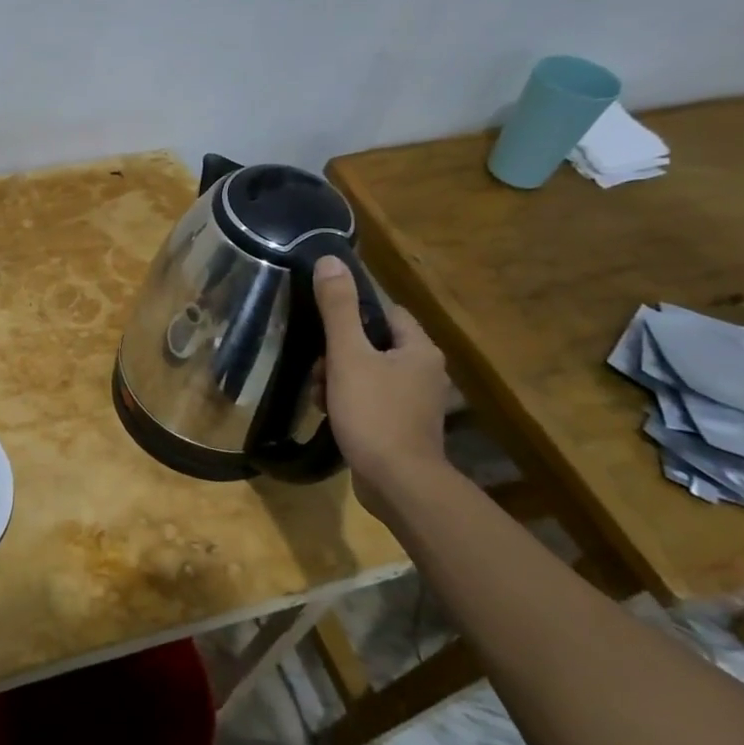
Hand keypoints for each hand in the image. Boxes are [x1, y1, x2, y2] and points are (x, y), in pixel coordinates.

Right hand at [312, 255, 449, 501]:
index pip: (386, 312)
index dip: (352, 313)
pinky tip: (330, 414)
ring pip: (369, 373)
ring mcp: (416, 402)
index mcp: (419, 349)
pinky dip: (349, 401)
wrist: (398, 483)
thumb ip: (337, 308)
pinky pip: (372, 400)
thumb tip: (330, 260)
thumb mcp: (348, 355)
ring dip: (339, 379)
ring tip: (319, 395)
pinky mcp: (404, 427)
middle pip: (374, 344)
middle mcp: (425, 372)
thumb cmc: (374, 413)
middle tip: (318, 367)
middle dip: (339, 353)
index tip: (323, 323)